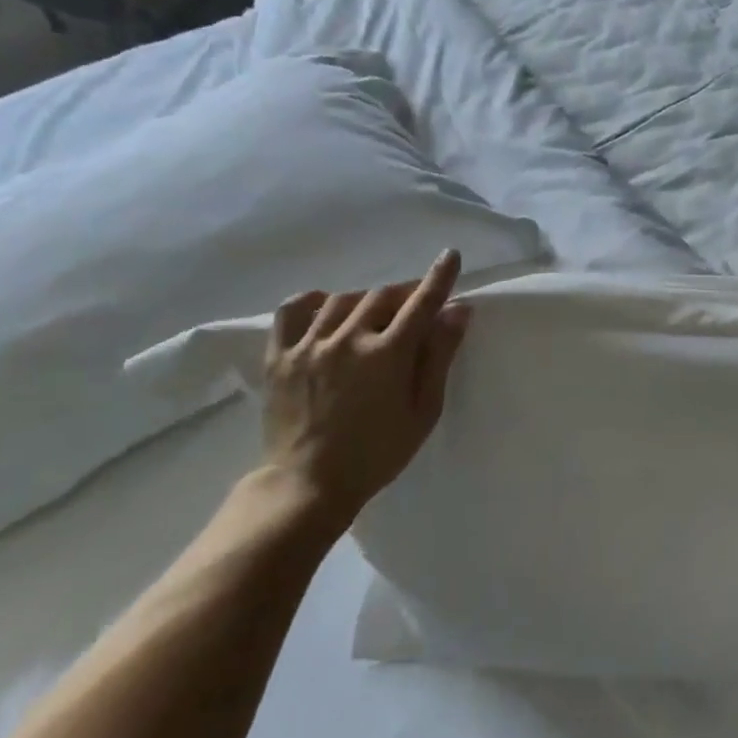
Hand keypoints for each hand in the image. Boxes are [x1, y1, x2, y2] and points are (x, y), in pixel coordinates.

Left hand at [260, 250, 471, 524]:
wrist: (310, 482)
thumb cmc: (379, 452)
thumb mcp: (424, 410)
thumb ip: (439, 357)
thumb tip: (457, 311)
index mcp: (388, 354)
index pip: (421, 303)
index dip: (439, 277)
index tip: (450, 255)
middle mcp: (347, 339)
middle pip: (382, 296)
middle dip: (405, 293)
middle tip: (416, 303)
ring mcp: (309, 345)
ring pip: (343, 300)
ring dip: (367, 299)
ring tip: (376, 312)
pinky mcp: (279, 356)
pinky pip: (292, 310)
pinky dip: (314, 300)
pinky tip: (327, 306)